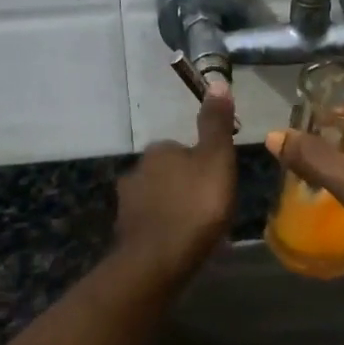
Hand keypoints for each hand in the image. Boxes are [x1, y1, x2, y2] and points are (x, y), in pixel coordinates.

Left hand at [112, 83, 236, 273]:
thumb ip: (216, 124)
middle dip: (186, 186)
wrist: (157, 262)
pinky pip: (151, 224)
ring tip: (198, 230)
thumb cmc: (195, 206)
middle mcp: (136, 170)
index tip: (218, 183)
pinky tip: (179, 245)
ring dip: (174, 208)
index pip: (182, 148)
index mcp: (159, 150)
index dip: (202, 164)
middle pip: (169, 173)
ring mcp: (127, 203)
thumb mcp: (216, 160)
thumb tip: (217, 83)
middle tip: (210, 208)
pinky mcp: (125, 233)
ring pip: (158, 199)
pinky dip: (164, 230)